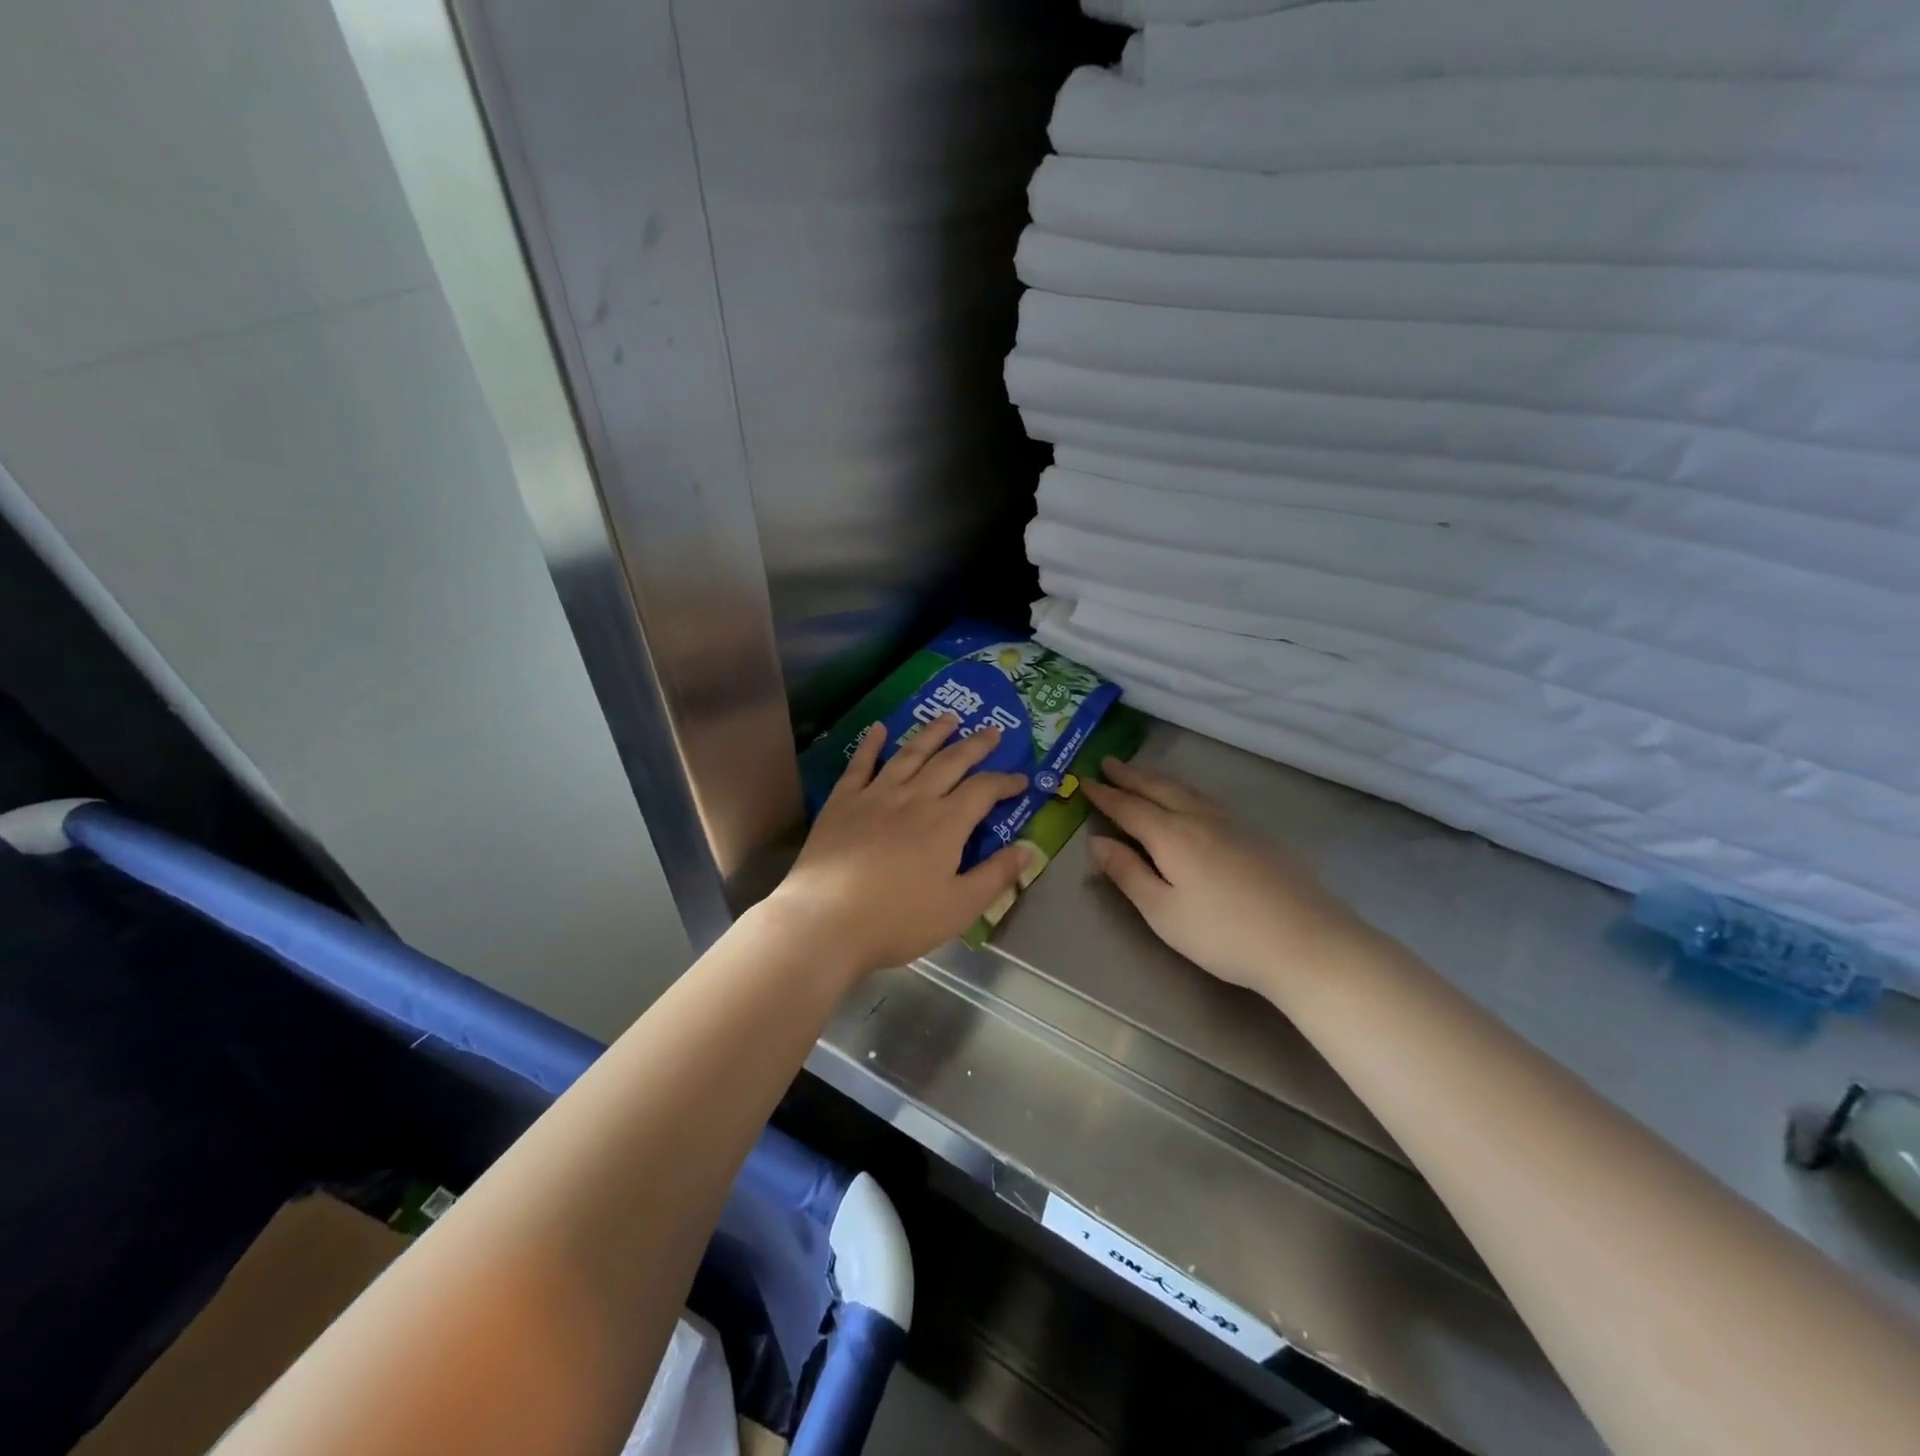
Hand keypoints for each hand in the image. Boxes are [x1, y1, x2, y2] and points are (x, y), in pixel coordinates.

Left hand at [768, 715, 1032, 976]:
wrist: (827, 920)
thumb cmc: (898, 920)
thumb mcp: (959, 908)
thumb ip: (995, 876)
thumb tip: (1028, 851)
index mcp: (947, 823)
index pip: (984, 790)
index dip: (1006, 781)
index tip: (1021, 779)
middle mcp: (915, 798)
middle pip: (951, 761)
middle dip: (976, 745)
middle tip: (992, 730)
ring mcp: (876, 795)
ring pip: (910, 754)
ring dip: (932, 733)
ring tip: (949, 718)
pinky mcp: (843, 801)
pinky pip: (861, 764)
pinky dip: (872, 744)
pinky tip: (880, 728)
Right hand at [1082, 758, 1374, 1000]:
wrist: (1307, 942)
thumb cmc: (1223, 934)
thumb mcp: (1163, 913)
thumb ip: (1128, 874)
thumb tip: (1098, 842)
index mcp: (1172, 836)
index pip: (1130, 808)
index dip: (1105, 796)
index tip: (1085, 781)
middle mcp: (1200, 819)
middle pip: (1159, 789)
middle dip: (1131, 776)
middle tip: (1108, 763)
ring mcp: (1233, 824)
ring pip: (1187, 790)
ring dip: (1158, 779)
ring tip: (1142, 774)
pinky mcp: (1256, 836)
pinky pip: (1208, 799)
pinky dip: (1185, 791)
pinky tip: (1189, 800)